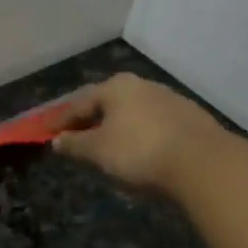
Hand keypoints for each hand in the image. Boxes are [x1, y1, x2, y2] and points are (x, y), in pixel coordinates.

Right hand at [53, 73, 226, 196]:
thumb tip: (57, 140)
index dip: (60, 121)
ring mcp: (168, 99)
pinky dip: (138, 134)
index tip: (47, 133)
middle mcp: (142, 85)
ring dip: (115, 128)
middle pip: (107, 104)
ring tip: (106, 147)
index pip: (79, 103)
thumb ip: (75, 145)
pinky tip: (138, 150)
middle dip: (90, 121)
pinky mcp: (187, 118)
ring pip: (131, 113)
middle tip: (76, 138)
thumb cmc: (139, 152)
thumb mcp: (99, 151)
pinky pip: (152, 124)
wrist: (200, 162)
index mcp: (116, 87)